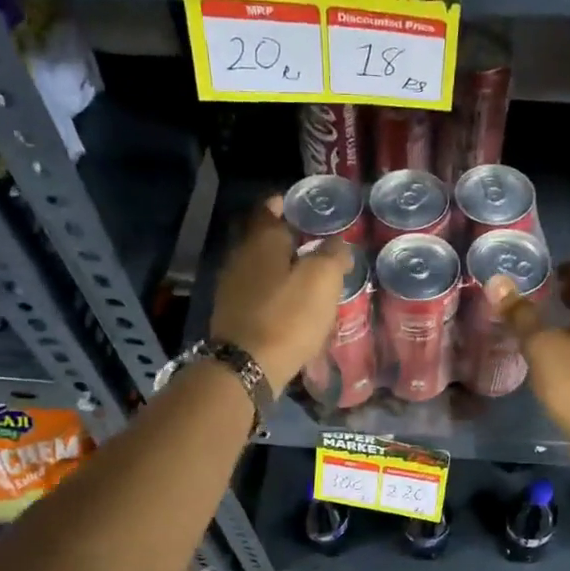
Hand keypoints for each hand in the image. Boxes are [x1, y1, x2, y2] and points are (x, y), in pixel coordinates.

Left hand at [210, 197, 351, 393]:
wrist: (247, 366)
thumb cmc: (288, 316)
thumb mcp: (323, 280)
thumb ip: (333, 256)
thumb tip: (338, 245)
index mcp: (262, 240)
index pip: (269, 208)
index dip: (286, 204)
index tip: (303, 207)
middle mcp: (240, 256)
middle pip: (262, 237)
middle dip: (285, 237)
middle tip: (312, 242)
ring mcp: (231, 285)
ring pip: (258, 265)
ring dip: (279, 266)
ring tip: (305, 275)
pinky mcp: (231, 313)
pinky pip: (254, 290)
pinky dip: (271, 290)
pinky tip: (288, 303)